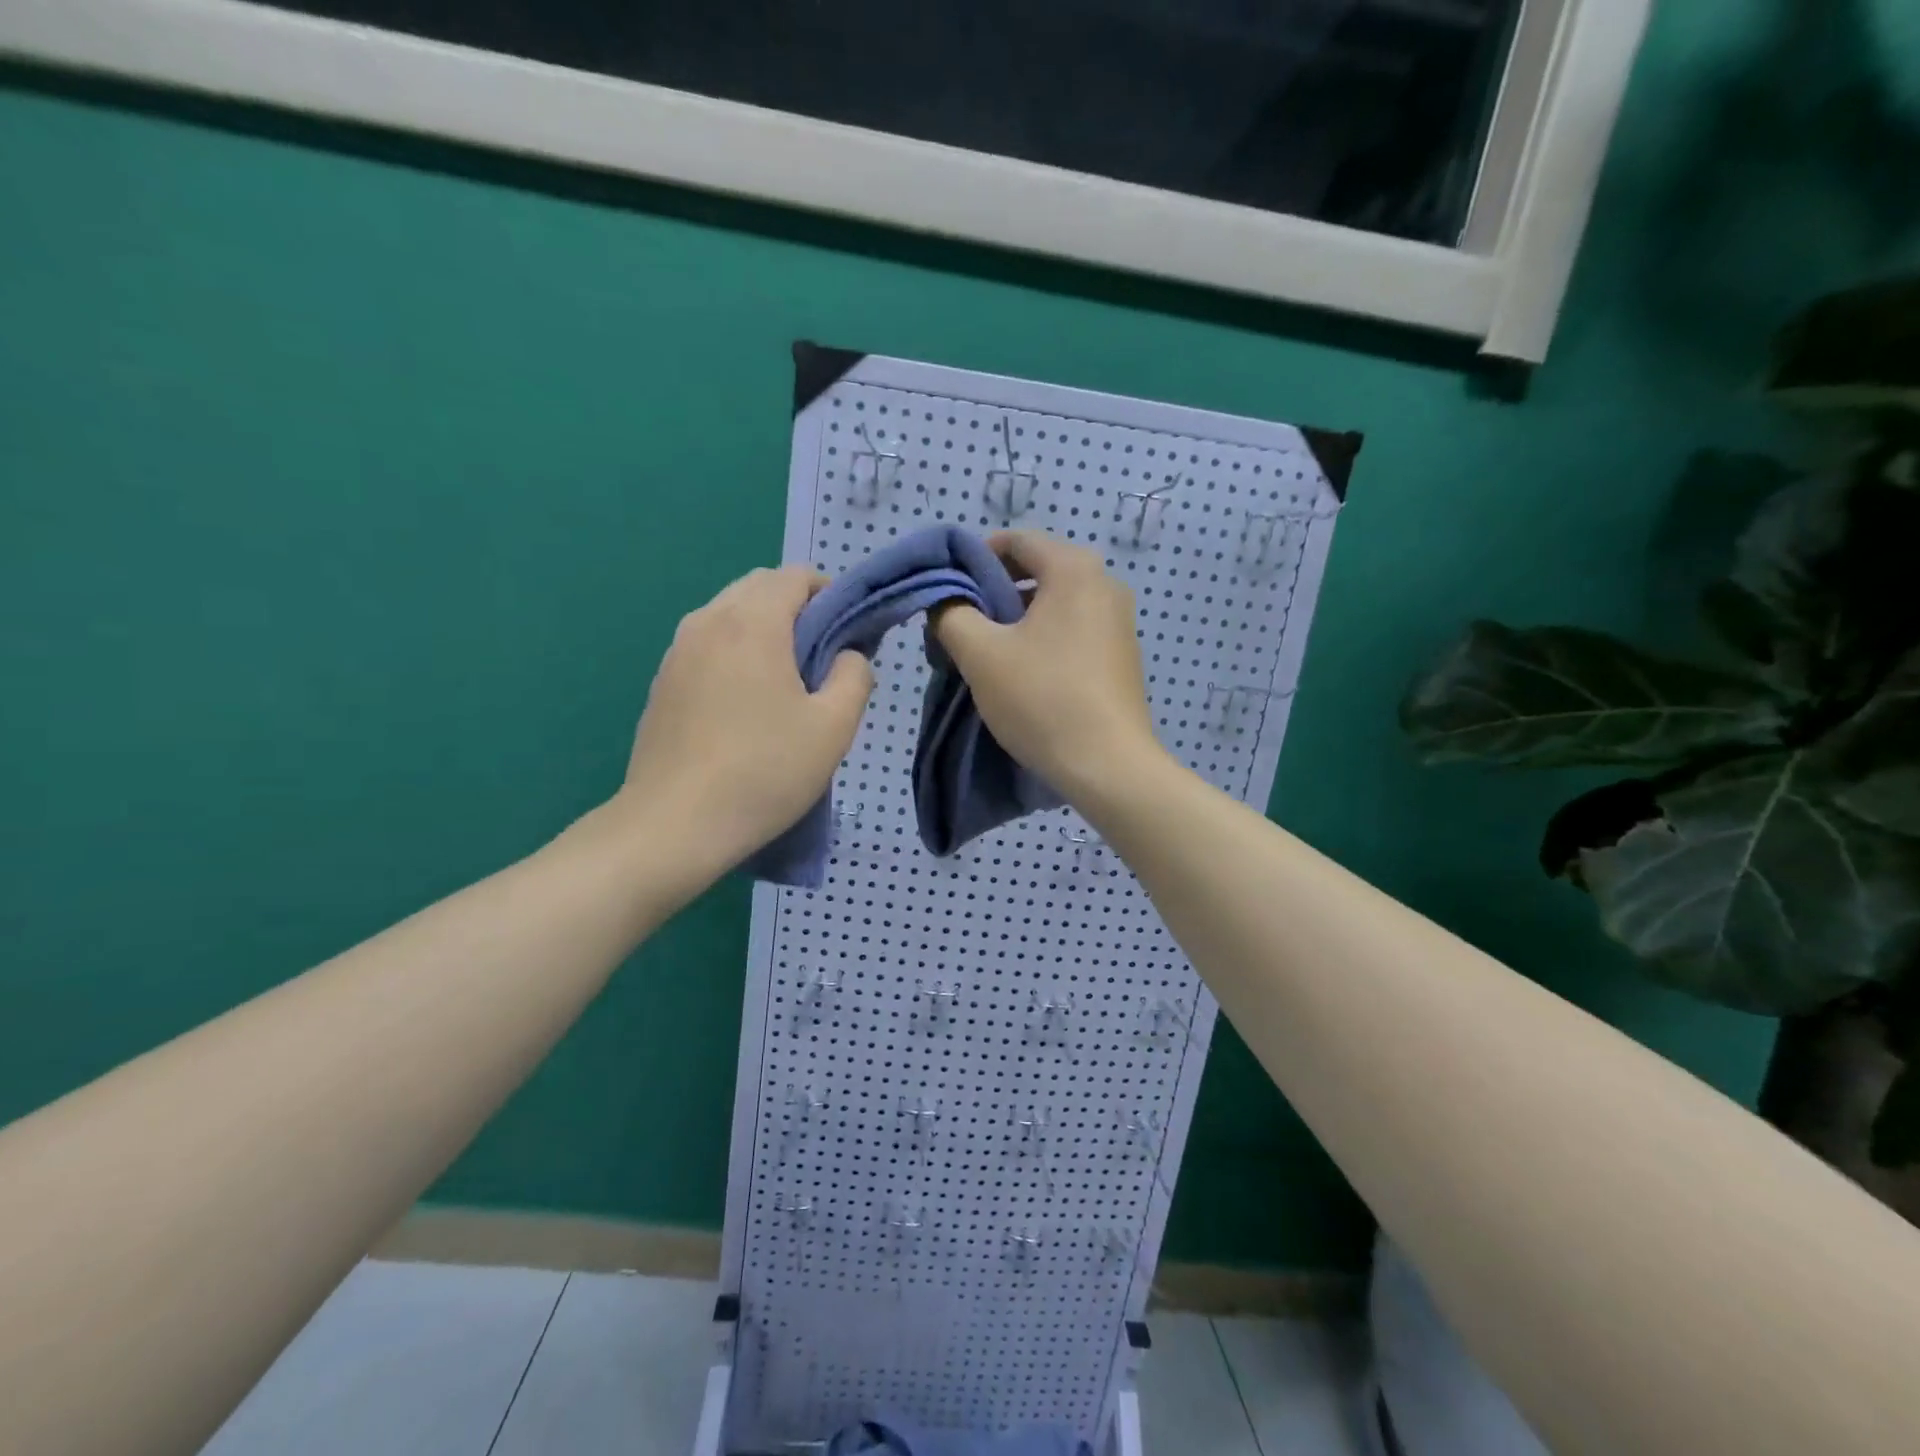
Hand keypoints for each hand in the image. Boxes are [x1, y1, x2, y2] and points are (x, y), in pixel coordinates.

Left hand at [618, 566, 872, 870]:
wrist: (674, 825)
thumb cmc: (764, 771)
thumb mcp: (834, 727)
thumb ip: (855, 676)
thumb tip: (849, 656)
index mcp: (751, 622)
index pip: (795, 576)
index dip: (830, 594)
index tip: (849, 633)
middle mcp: (707, 621)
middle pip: (759, 588)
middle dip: (797, 608)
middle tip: (822, 658)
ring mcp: (677, 651)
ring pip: (729, 615)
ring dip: (764, 630)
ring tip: (786, 682)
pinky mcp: (662, 682)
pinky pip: (708, 645)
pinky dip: (735, 652)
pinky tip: (747, 704)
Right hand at [934, 530, 1165, 803]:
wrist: (1107, 765)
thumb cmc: (1042, 698)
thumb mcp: (980, 653)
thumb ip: (951, 614)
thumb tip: (944, 601)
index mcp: (1074, 569)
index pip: (1016, 540)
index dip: (975, 558)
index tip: (949, 590)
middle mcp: (1105, 584)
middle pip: (1036, 571)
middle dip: (993, 593)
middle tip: (963, 625)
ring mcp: (1119, 621)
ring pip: (1054, 604)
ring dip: (1016, 620)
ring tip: (988, 654)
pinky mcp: (1122, 656)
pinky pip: (1073, 630)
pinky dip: (1043, 639)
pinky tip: (1025, 675)